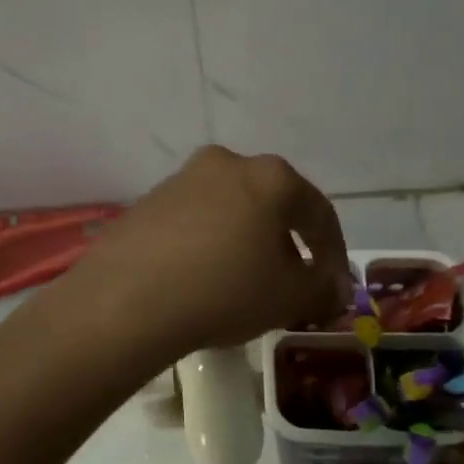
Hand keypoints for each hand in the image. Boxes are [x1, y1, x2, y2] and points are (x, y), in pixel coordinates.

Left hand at [63, 145, 349, 359]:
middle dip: (287, 245)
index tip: (333, 284)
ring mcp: (181, 179)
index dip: (334, 252)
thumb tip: (337, 287)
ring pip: (231, 211)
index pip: (318, 212)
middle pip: (272, 205)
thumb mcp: (289, 297)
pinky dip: (209, 246)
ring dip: (246, 243)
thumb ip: (323, 288)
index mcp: (270, 176)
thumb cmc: (224, 291)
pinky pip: (194, 223)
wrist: (126, 300)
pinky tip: (203, 280)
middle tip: (290, 284)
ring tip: (245, 285)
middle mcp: (226, 164)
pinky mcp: (147, 202)